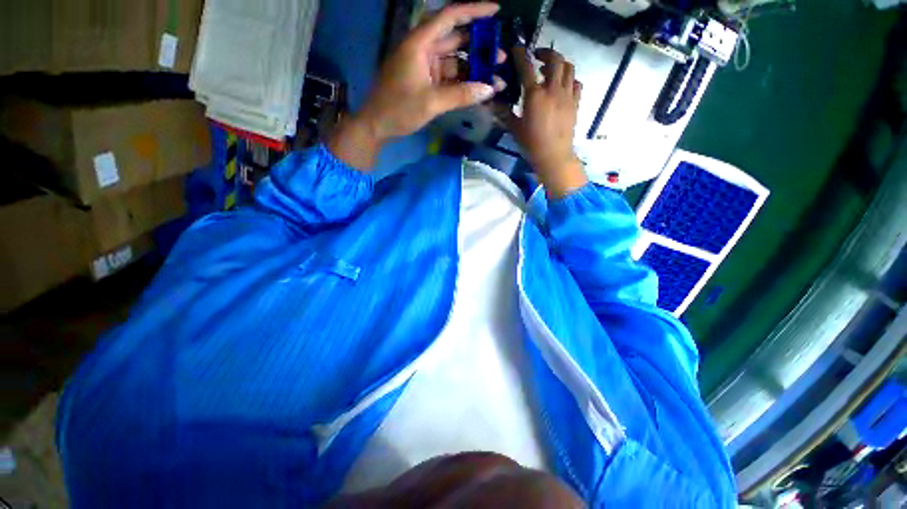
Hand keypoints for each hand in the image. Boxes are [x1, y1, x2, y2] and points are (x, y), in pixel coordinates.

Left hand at [329, 2, 504, 169]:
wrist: (377, 126)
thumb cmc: (398, 109)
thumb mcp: (431, 102)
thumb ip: (461, 95)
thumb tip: (489, 89)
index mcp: (420, 43)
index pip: (449, 17)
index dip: (473, 11)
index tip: (496, 11)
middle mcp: (424, 50)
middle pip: (456, 41)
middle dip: (479, 48)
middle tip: (501, 58)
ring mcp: (425, 68)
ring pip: (455, 63)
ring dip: (473, 71)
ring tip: (496, 79)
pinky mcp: (426, 83)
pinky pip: (449, 79)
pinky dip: (463, 84)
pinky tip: (478, 91)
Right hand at [506, 46, 587, 198]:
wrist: (554, 157)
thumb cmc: (531, 145)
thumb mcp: (514, 129)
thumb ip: (504, 113)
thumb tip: (492, 102)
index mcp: (535, 95)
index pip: (527, 67)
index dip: (521, 54)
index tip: (517, 48)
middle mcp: (553, 89)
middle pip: (555, 59)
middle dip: (545, 53)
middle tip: (536, 58)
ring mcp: (567, 95)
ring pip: (569, 67)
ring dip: (559, 63)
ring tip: (550, 70)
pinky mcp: (575, 103)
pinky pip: (576, 83)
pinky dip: (569, 79)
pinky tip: (562, 85)